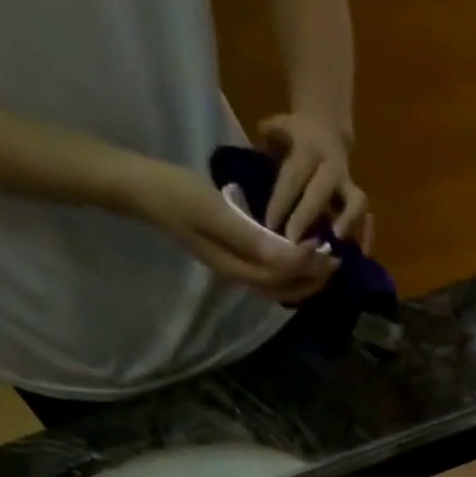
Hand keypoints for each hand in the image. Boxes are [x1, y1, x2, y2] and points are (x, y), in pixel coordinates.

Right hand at [114, 155, 335, 302]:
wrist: (139, 188)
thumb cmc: (174, 193)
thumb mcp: (213, 211)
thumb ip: (251, 238)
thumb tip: (287, 258)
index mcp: (235, 267)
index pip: (281, 277)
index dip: (306, 266)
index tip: (324, 246)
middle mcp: (238, 274)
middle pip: (284, 288)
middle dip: (313, 278)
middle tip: (336, 259)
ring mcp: (234, 266)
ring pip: (278, 283)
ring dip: (304, 276)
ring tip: (325, 259)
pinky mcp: (232, 255)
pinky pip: (268, 270)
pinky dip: (289, 267)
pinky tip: (299, 252)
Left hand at [257, 113, 369, 244]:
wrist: (327, 128)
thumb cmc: (296, 135)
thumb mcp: (278, 128)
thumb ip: (268, 141)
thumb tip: (257, 159)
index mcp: (308, 149)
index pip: (293, 177)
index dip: (281, 201)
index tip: (269, 224)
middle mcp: (332, 167)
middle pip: (320, 192)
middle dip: (306, 216)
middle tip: (293, 240)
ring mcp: (349, 184)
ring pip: (355, 203)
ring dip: (348, 223)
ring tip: (336, 242)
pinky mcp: (359, 200)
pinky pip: (366, 217)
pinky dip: (366, 235)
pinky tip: (360, 252)